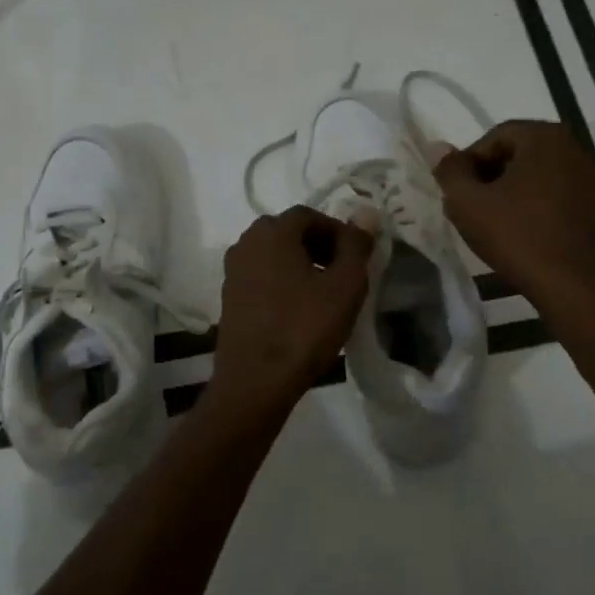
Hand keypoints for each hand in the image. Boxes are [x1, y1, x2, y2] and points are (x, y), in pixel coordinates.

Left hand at [209, 206, 374, 412]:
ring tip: (324, 294)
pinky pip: (261, 277)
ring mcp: (233, 271)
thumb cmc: (304, 328)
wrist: (255, 381)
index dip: (338, 232)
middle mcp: (246, 242)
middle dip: (319, 246)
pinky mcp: (229, 297)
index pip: (310, 215)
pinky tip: (299, 310)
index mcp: (272, 231)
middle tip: (343, 274)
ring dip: (300, 265)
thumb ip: (356, 245)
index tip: (357, 258)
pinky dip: (282, 283)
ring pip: (274, 255)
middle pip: (289, 233)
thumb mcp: (345, 286)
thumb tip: (366, 213)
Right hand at [434, 120, 594, 307]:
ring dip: (514, 193)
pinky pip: (560, 196)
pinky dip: (538, 208)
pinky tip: (525, 235)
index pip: (495, 136)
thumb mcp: (469, 204)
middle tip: (473, 209)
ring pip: (540, 176)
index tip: (457, 193)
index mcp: (546, 136)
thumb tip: (438, 147)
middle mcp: (577, 147)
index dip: (469, 163)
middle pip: (520, 153)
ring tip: (496, 225)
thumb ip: (450, 171)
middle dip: (491, 177)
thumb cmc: (519, 237)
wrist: (579, 287)